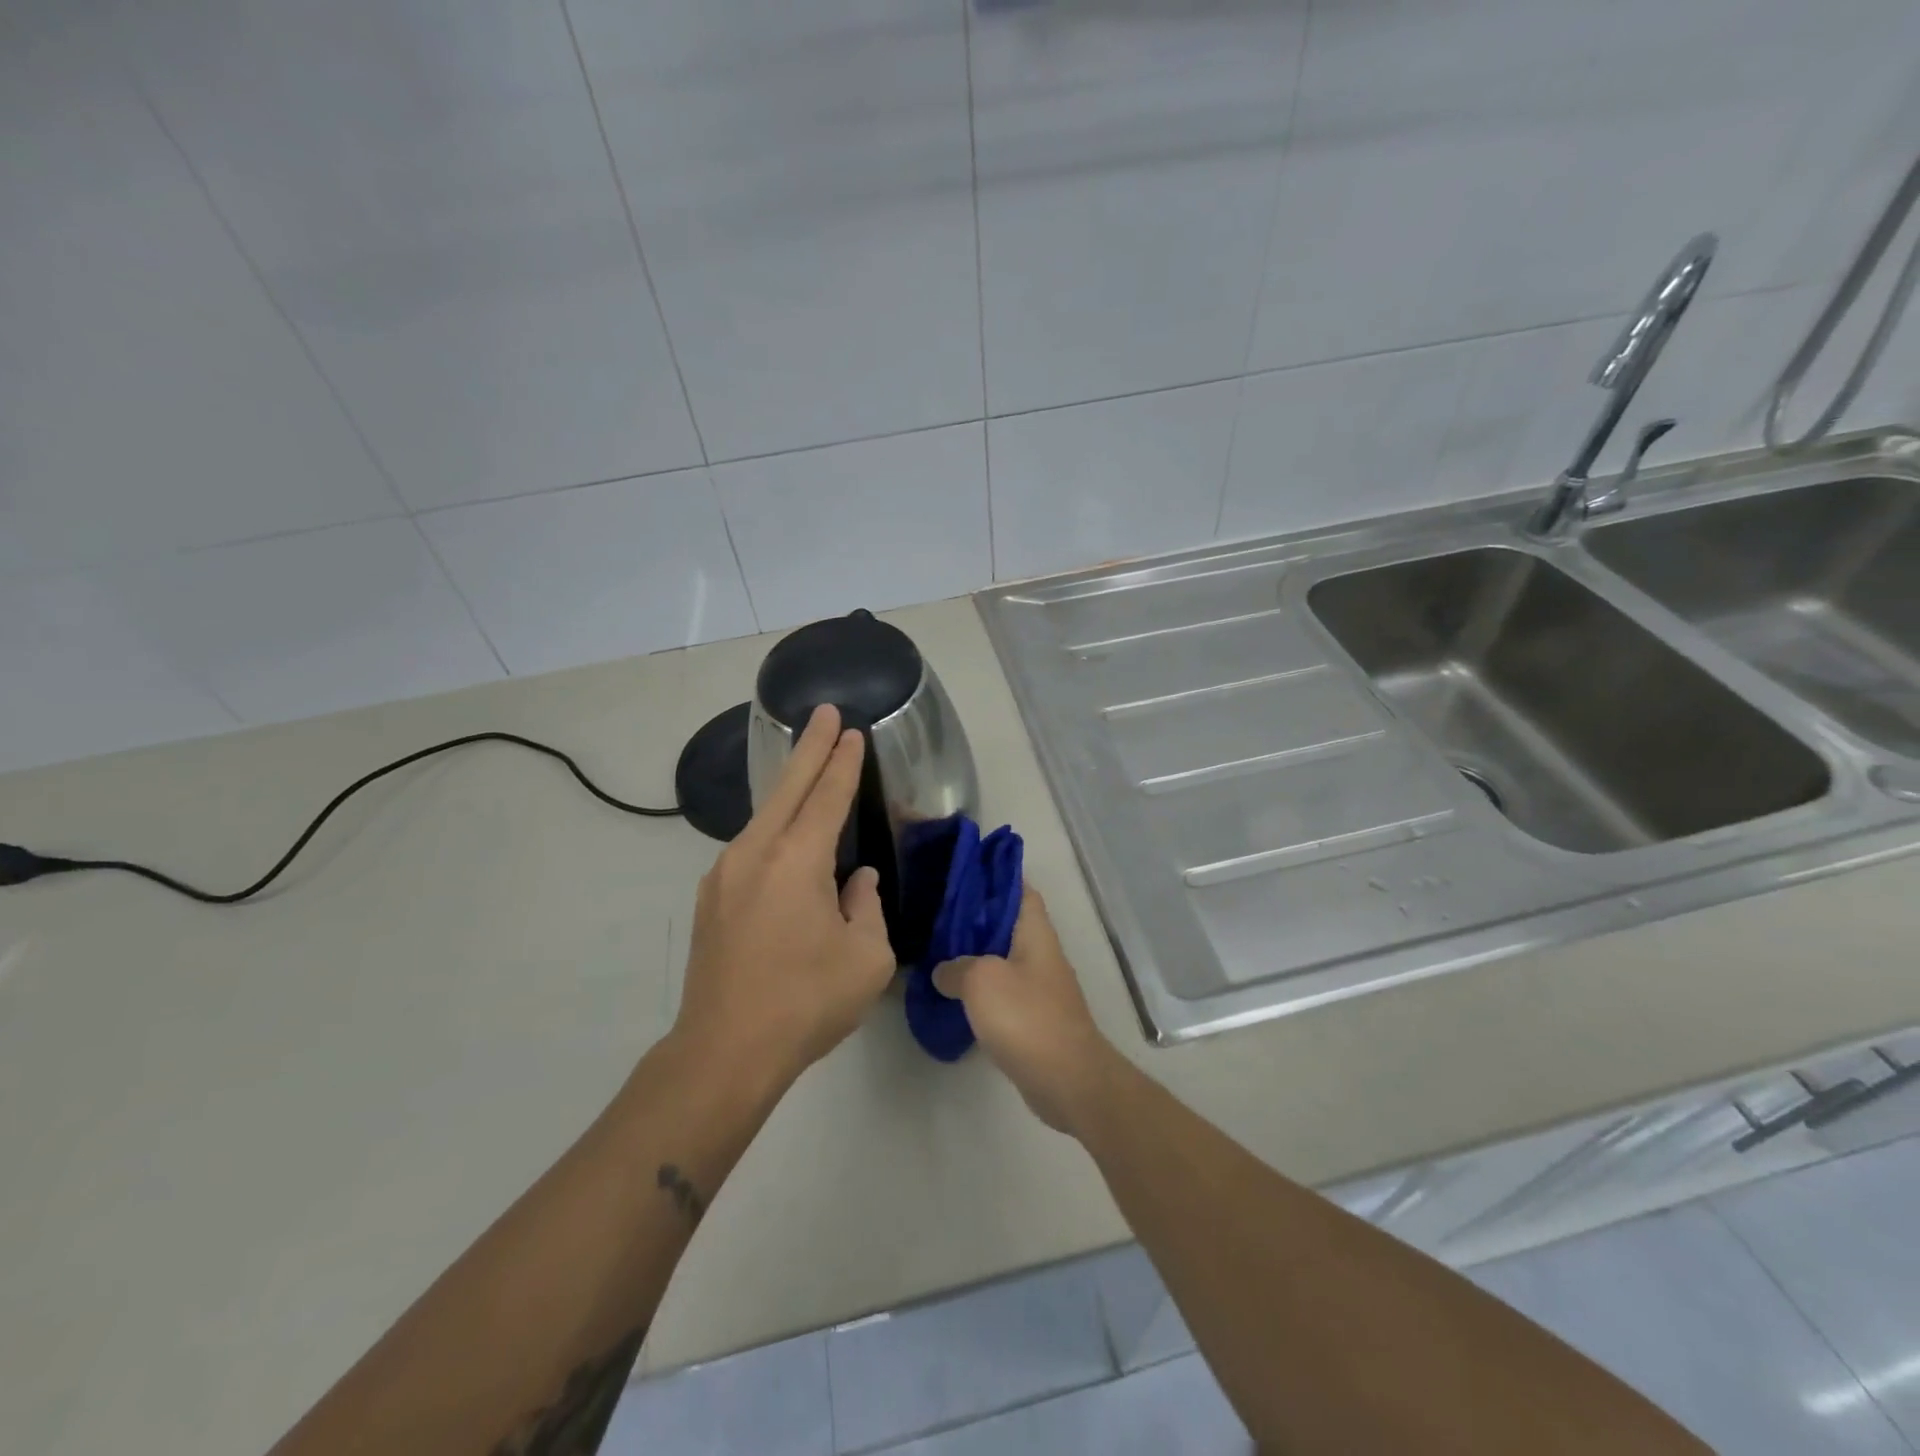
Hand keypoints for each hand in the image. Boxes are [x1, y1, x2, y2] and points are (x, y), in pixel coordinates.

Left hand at [672, 704, 896, 1087]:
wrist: (723, 1052)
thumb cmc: (805, 1002)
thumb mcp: (865, 958)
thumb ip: (866, 907)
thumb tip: (856, 881)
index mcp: (796, 861)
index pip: (827, 796)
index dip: (843, 762)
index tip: (852, 732)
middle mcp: (754, 853)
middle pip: (787, 787)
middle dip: (809, 747)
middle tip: (824, 713)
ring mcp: (724, 874)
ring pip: (764, 816)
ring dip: (789, 788)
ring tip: (810, 769)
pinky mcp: (712, 898)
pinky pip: (751, 846)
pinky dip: (774, 826)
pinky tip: (787, 837)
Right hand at [932, 886, 1120, 1134]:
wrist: (1067, 1079)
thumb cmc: (1027, 1017)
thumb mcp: (981, 981)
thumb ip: (956, 967)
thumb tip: (943, 971)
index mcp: (1035, 932)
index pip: (1019, 889)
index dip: (995, 877)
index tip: (963, 873)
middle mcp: (1040, 953)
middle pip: (1006, 924)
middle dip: (975, 918)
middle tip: (937, 913)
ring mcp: (1038, 987)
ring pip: (1001, 958)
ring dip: (974, 955)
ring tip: (936, 950)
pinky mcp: (1033, 1017)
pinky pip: (1002, 991)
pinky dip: (979, 989)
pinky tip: (952, 994)